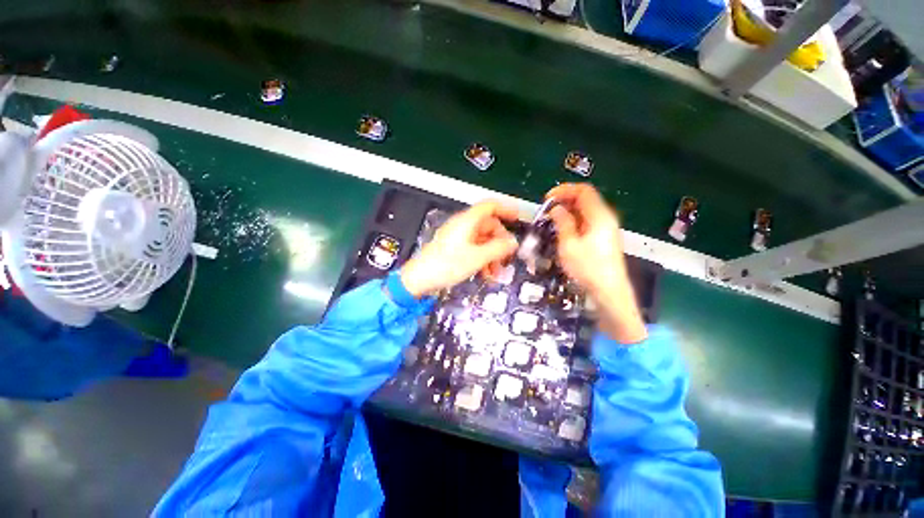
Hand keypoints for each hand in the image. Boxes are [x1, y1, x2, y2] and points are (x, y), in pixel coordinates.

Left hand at [400, 201, 518, 297]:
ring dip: (492, 254)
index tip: (517, 216)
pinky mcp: (454, 248)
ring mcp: (457, 237)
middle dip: (500, 242)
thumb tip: (512, 242)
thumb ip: (498, 248)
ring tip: (496, 270)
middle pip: (488, 226)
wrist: (420, 278)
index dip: (506, 209)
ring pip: (482, 240)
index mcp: (467, 221)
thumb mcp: (477, 257)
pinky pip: (474, 248)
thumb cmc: (444, 265)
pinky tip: (485, 272)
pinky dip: (482, 258)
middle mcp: (462, 226)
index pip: (490, 206)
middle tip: (506, 256)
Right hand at [546, 183, 646, 343]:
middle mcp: (605, 218)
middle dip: (564, 201)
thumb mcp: (569, 245)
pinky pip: (587, 222)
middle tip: (546, 211)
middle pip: (585, 199)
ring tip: (551, 221)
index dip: (564, 190)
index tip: (546, 199)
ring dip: (567, 212)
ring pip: (585, 211)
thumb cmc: (588, 269)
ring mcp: (606, 229)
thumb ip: (562, 223)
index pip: (583, 191)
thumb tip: (556, 209)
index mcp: (600, 216)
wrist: (609, 292)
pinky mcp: (603, 238)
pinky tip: (562, 231)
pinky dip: (573, 222)